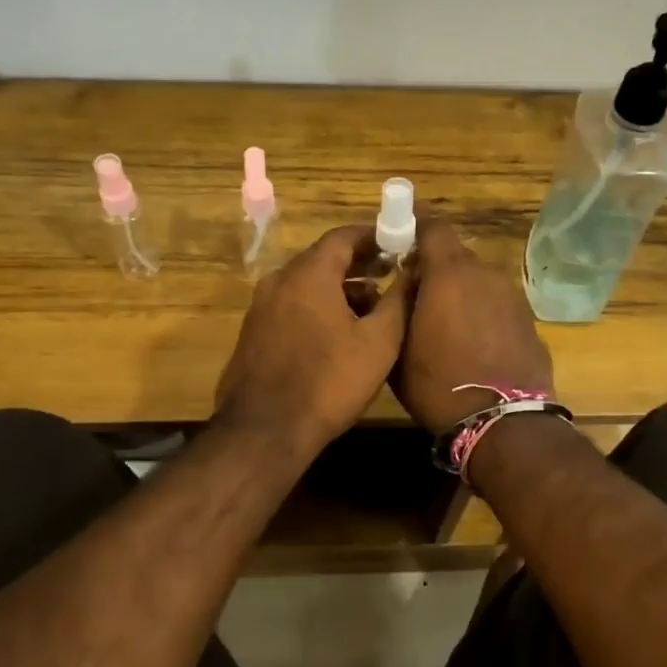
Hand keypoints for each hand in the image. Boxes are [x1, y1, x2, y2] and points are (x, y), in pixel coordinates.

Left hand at [215, 225, 410, 452]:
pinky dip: (317, 308)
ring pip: (306, 285)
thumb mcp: (378, 342)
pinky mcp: (253, 334)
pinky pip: (292, 307)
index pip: (342, 236)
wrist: (265, 430)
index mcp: (308, 274)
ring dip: (338, 290)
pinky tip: (338, 335)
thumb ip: (398, 301)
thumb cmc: (329, 381)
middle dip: (358, 264)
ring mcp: (261, 308)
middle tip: (389, 275)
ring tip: (371, 310)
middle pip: (322, 260)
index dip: (373, 237)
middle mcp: (279, 281)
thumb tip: (412, 272)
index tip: (397, 245)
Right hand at [393, 219, 553, 434]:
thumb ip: (399, 306)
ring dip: (460, 293)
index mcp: (449, 273)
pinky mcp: (528, 320)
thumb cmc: (438, 384)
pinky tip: (471, 344)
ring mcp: (511, 296)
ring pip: (477, 281)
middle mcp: (484, 274)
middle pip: (456, 256)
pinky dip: (481, 313)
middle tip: (416, 295)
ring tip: (443, 326)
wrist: (502, 420)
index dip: (414, 230)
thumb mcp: (398, 348)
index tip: (399, 245)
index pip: (433, 226)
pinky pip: (496, 305)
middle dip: (435, 269)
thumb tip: (405, 285)